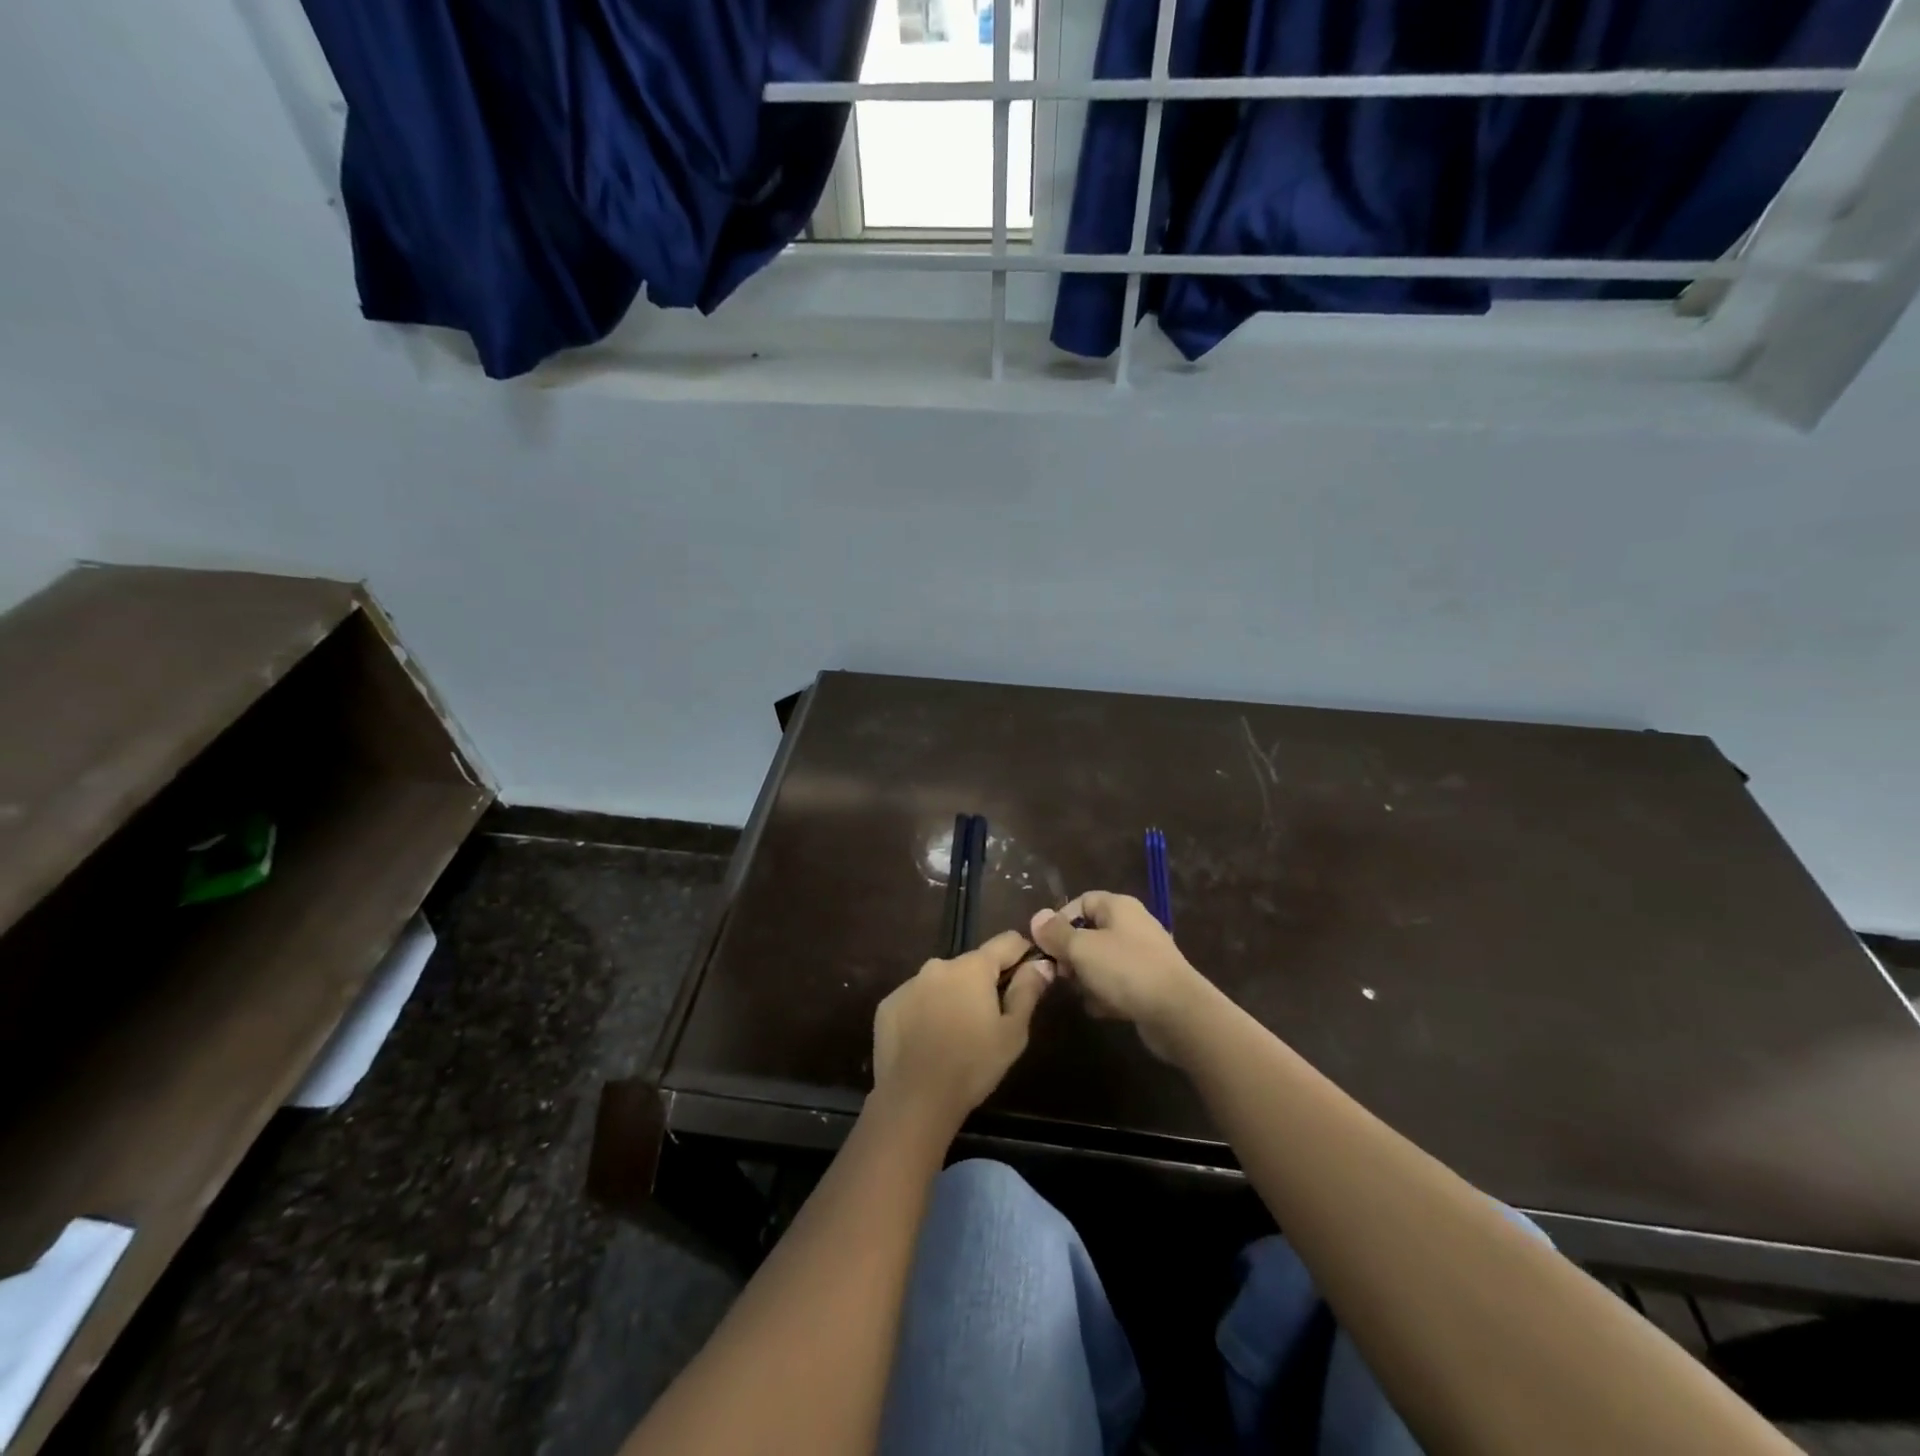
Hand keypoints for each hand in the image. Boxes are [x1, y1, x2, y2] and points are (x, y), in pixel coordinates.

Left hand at [872, 930, 1053, 1132]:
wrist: (914, 1100)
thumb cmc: (973, 1065)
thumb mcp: (1013, 1032)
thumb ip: (1028, 991)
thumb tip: (1041, 962)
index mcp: (972, 967)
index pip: (1007, 941)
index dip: (1023, 955)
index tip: (1028, 977)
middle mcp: (938, 965)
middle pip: (972, 965)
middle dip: (984, 984)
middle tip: (989, 1020)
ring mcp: (909, 984)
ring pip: (942, 982)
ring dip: (953, 997)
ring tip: (957, 1034)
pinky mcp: (888, 1005)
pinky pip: (916, 999)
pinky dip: (926, 1011)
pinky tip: (928, 1041)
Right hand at [1031, 893, 1209, 1062]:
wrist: (1178, 1013)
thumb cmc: (1126, 970)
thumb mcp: (1082, 948)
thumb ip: (1056, 933)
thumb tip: (1037, 918)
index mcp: (1119, 906)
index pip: (1081, 901)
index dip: (1060, 921)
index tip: (1047, 946)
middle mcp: (1133, 925)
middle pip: (1090, 933)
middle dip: (1071, 955)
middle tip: (1063, 974)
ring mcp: (1144, 955)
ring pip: (1101, 961)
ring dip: (1087, 978)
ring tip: (1084, 994)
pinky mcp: (1150, 983)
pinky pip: (1118, 983)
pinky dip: (1107, 994)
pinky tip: (1102, 1010)